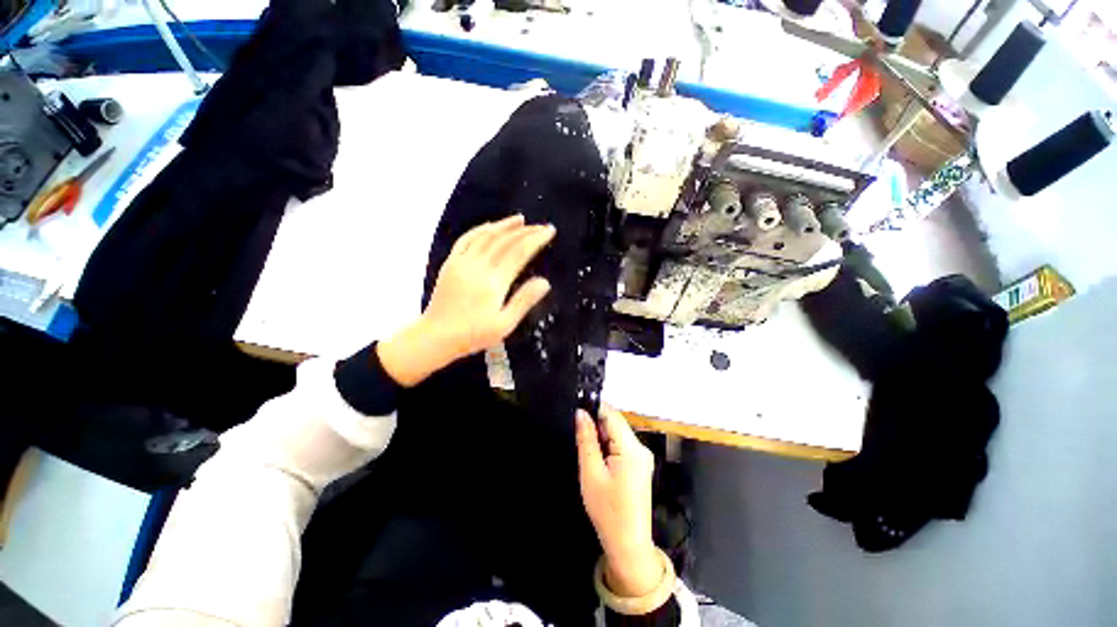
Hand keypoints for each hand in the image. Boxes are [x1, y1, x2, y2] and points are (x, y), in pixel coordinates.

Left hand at [377, 215, 554, 386]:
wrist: (436, 336)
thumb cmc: (473, 334)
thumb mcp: (504, 324)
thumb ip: (524, 301)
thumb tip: (545, 282)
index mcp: (494, 282)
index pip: (519, 252)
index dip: (536, 239)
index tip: (549, 231)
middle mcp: (478, 267)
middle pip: (505, 241)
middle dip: (526, 231)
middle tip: (540, 226)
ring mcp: (462, 262)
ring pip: (486, 235)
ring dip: (504, 225)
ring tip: (520, 220)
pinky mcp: (450, 263)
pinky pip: (466, 239)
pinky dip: (481, 229)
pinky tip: (491, 226)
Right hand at [576, 405, 660, 597]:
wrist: (628, 544)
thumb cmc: (607, 510)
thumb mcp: (591, 473)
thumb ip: (586, 439)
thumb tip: (580, 413)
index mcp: (631, 448)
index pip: (612, 414)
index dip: (594, 408)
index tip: (577, 411)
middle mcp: (641, 448)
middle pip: (616, 423)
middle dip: (597, 425)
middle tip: (578, 438)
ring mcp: (643, 457)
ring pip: (618, 434)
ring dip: (602, 437)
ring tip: (588, 454)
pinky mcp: (641, 465)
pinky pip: (622, 445)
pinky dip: (609, 447)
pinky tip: (599, 461)